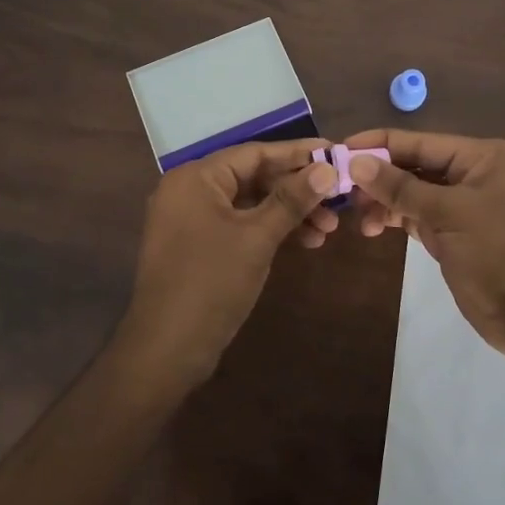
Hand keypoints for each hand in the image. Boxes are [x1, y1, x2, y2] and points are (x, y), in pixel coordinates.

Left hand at [119, 139, 338, 381]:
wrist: (166, 351)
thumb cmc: (211, 283)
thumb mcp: (257, 237)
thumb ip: (292, 199)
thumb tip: (327, 169)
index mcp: (196, 177)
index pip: (254, 153)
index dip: (297, 153)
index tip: (335, 154)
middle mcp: (190, 190)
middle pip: (253, 177)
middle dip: (297, 189)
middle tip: (338, 200)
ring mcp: (192, 220)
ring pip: (250, 203)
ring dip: (289, 212)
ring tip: (328, 229)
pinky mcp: (199, 246)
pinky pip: (240, 224)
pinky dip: (270, 229)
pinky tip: (304, 241)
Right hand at [344, 130, 504, 357]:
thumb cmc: (500, 252)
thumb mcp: (449, 214)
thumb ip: (400, 187)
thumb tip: (356, 162)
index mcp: (484, 156)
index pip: (422, 141)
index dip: (380, 144)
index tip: (341, 148)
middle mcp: (476, 173)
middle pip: (416, 165)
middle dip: (380, 176)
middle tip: (342, 189)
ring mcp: (467, 204)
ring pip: (415, 192)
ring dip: (386, 201)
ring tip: (360, 218)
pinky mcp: (458, 233)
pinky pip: (420, 215)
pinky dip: (398, 218)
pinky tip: (375, 227)